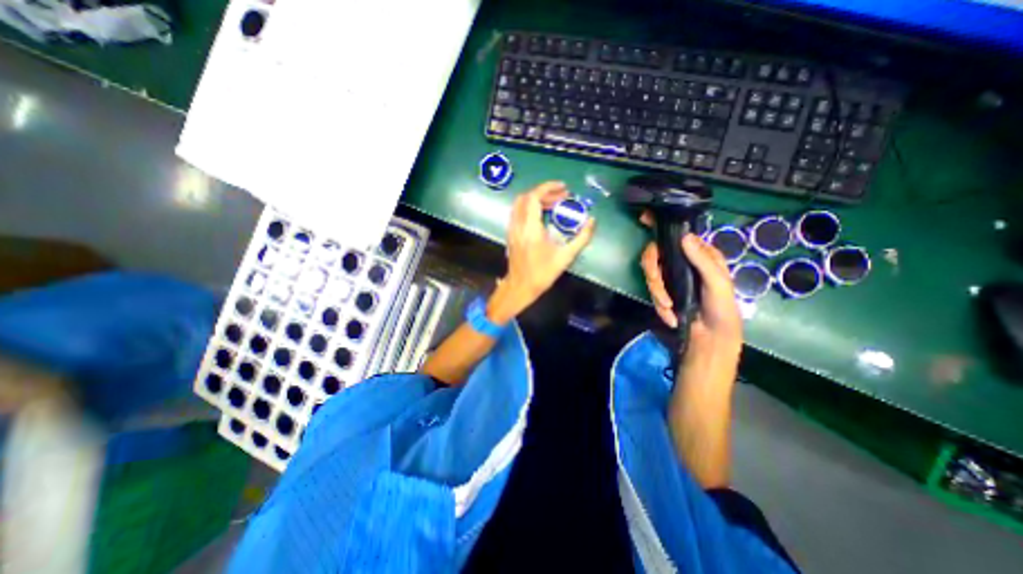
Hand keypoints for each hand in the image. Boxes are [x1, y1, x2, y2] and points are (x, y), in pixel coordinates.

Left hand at [484, 179, 597, 321]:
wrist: (520, 287)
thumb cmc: (542, 273)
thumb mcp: (565, 257)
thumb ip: (581, 238)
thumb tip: (592, 221)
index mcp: (530, 228)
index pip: (534, 198)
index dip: (548, 188)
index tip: (563, 188)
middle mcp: (518, 225)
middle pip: (526, 198)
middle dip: (545, 193)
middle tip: (562, 197)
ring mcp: (512, 229)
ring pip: (520, 204)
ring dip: (537, 200)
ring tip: (554, 204)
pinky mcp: (511, 234)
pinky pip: (518, 213)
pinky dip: (530, 208)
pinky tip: (542, 215)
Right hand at [642, 213, 738, 351]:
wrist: (711, 338)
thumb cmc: (722, 308)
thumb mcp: (718, 283)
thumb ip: (702, 260)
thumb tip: (684, 237)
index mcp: (700, 254)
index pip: (678, 234)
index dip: (660, 224)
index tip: (643, 218)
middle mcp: (682, 261)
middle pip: (654, 253)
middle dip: (653, 273)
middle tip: (658, 289)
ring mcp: (671, 276)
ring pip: (650, 273)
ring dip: (656, 293)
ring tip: (669, 308)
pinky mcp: (663, 291)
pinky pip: (652, 291)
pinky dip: (659, 305)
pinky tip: (670, 316)